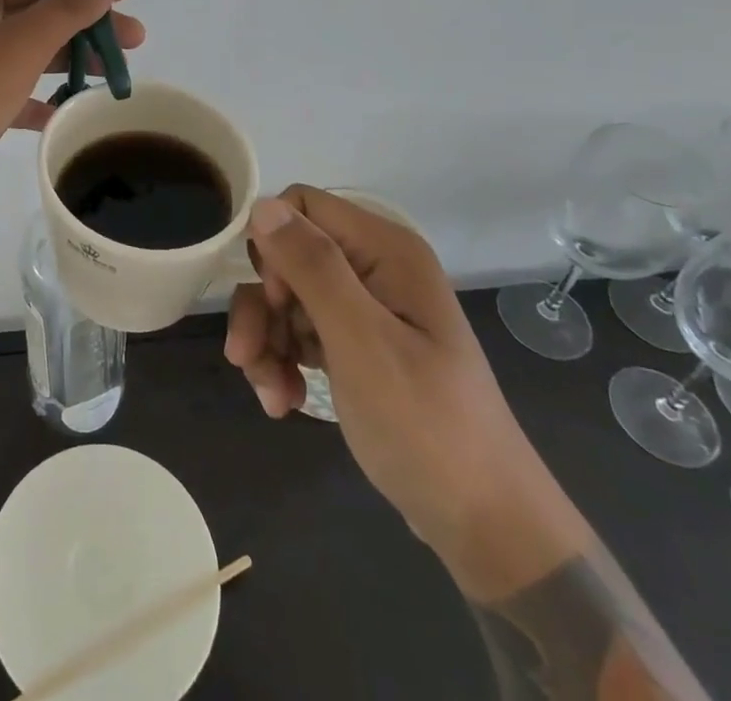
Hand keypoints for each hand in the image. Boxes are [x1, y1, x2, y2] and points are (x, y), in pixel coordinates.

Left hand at [0, 0, 144, 214]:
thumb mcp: (17, 48)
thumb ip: (66, 10)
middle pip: (32, 7)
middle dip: (84, 22)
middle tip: (132, 41)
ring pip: (20, 47)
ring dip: (64, 58)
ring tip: (110, 75)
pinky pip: (3, 83)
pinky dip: (34, 92)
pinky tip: (63, 110)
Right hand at [226, 186, 589, 597]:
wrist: (484, 525)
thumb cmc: (425, 425)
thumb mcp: (361, 342)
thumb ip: (312, 268)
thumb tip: (261, 204)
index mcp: (385, 250)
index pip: (303, 207)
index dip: (274, 245)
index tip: (273, 298)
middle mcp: (375, 268)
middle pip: (289, 257)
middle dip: (262, 306)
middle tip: (246, 357)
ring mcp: (367, 310)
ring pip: (288, 298)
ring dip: (268, 341)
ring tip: (270, 394)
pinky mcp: (358, 347)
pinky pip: (302, 334)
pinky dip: (284, 362)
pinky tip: (284, 400)